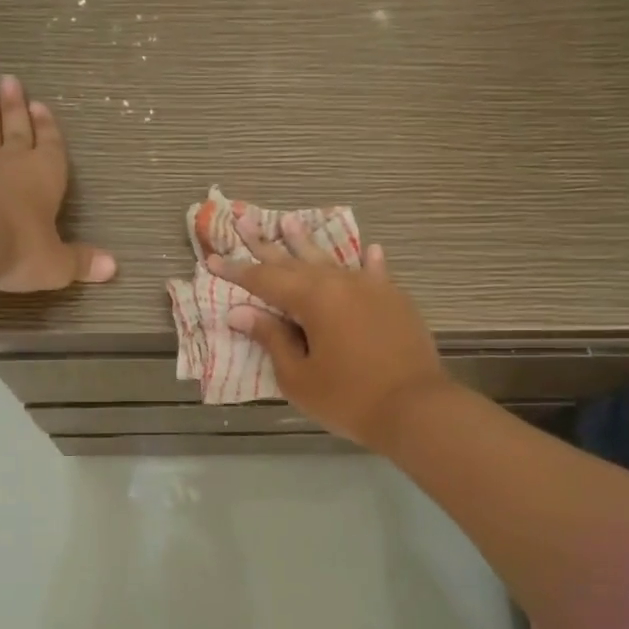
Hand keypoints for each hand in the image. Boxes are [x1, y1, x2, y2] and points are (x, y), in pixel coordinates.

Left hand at [0, 74, 115, 292]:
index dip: (49, 128)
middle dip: (16, 108)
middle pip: (17, 130)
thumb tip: (113, 267)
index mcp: (45, 175)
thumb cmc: (19, 246)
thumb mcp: (55, 263)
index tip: (41, 105)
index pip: (51, 146)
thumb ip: (80, 263)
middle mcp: (13, 166)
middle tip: (10, 81)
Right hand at [211, 214, 449, 449]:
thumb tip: (241, 313)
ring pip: (332, 260)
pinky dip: (368, 262)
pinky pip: (376, 273)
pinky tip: (369, 249)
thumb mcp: (299, 377)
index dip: (237, 272)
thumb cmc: (348, 398)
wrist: (416, 408)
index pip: (265, 280)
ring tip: (290, 221)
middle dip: (266, 245)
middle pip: (295, 261)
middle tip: (244, 220)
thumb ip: (272, 339)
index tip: (213, 259)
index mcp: (313, 299)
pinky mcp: (395, 301)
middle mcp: (340, 283)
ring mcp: (372, 289)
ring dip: (308, 242)